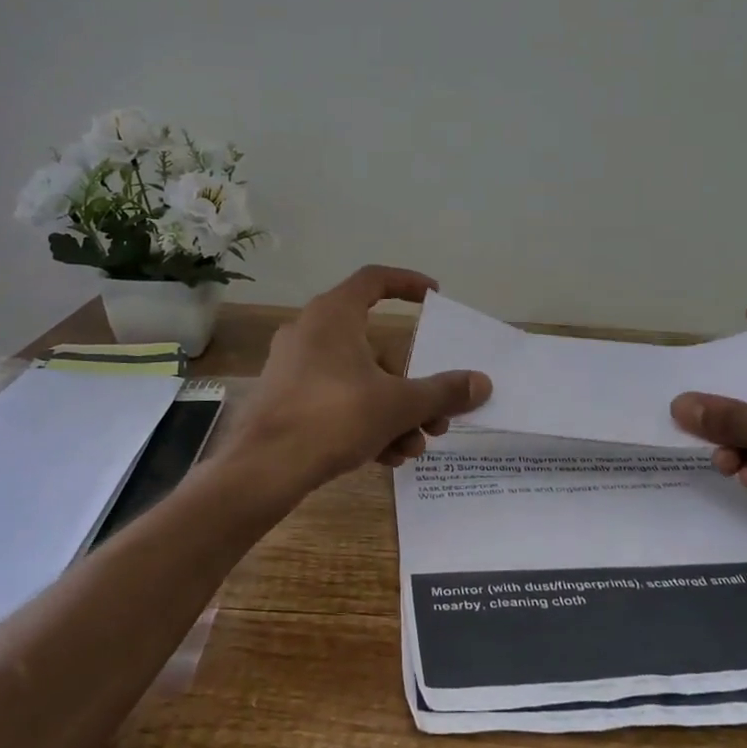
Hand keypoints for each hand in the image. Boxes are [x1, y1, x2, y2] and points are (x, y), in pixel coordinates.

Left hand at [225, 266, 491, 497]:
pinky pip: (336, 401)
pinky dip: (364, 422)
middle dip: (412, 386)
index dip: (408, 283)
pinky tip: (386, 458)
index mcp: (333, 315)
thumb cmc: (334, 417)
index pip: (375, 280)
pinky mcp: (286, 400)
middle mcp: (310, 332)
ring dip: (393, 413)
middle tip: (436, 416)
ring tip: (414, 447)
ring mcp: (294, 368)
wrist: (263, 468)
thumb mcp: (398, 405)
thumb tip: (483, 382)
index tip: (435, 296)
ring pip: (358, 381)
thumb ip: (443, 392)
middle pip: (376, 347)